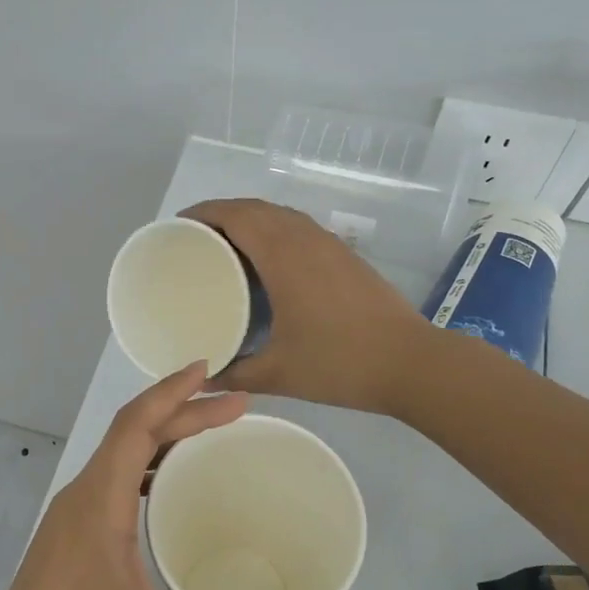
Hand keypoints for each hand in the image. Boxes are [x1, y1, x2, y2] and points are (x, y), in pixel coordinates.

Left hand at [0, 363, 317, 589]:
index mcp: (97, 506)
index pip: (135, 426)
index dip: (173, 392)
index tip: (212, 371)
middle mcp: (79, 499)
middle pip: (130, 433)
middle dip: (181, 411)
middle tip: (236, 406)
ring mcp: (67, 517)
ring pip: (116, 454)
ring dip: (161, 434)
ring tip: (209, 431)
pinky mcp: (65, 537)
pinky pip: (108, 478)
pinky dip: (143, 463)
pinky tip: (166, 485)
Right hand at [183, 198, 430, 415]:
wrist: (411, 362)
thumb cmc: (340, 363)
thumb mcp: (279, 374)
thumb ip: (235, 374)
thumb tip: (202, 381)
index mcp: (284, 256)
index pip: (236, 215)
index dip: (203, 213)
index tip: (178, 225)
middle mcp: (305, 239)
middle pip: (255, 208)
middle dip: (220, 214)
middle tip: (193, 238)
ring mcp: (329, 244)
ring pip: (280, 215)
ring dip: (249, 220)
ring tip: (224, 246)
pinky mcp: (345, 255)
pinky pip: (299, 228)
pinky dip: (273, 231)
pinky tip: (267, 262)